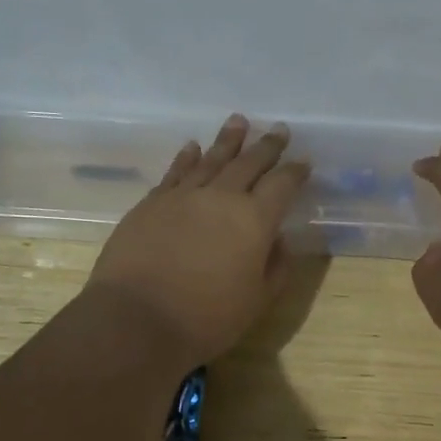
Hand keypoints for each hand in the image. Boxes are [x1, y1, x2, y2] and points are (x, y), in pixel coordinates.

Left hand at [87, 115, 309, 364]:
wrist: (136, 319)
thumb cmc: (206, 319)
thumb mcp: (257, 302)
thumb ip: (275, 267)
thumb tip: (278, 239)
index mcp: (254, 220)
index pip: (282, 185)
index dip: (295, 172)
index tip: (304, 161)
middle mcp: (221, 198)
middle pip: (249, 163)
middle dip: (267, 146)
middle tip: (279, 129)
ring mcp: (183, 196)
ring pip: (211, 159)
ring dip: (227, 140)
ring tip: (239, 121)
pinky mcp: (151, 203)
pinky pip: (175, 172)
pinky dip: (187, 157)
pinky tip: (192, 147)